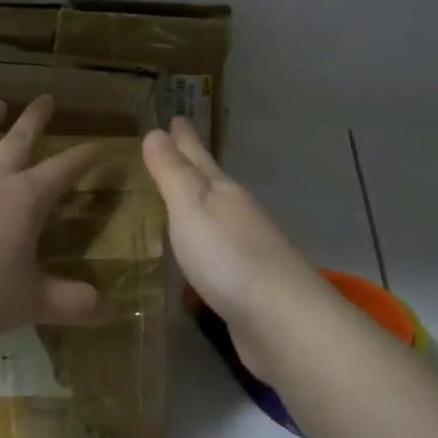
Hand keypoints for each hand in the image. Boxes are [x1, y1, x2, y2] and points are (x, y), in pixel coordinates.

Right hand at [142, 118, 331, 380]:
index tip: (175, 118)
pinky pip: (216, 251)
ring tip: (177, 197)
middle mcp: (238, 214)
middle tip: (174, 145)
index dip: (184, 139)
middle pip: (211, 182)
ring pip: (215, 216)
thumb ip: (173, 174)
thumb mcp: (191, 208)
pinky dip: (201, 243)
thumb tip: (156, 132)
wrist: (280, 320)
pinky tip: (194, 252)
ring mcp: (246, 249)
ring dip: (197, 204)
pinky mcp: (246, 284)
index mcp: (223, 193)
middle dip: (192, 165)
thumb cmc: (228, 257)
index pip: (198, 157)